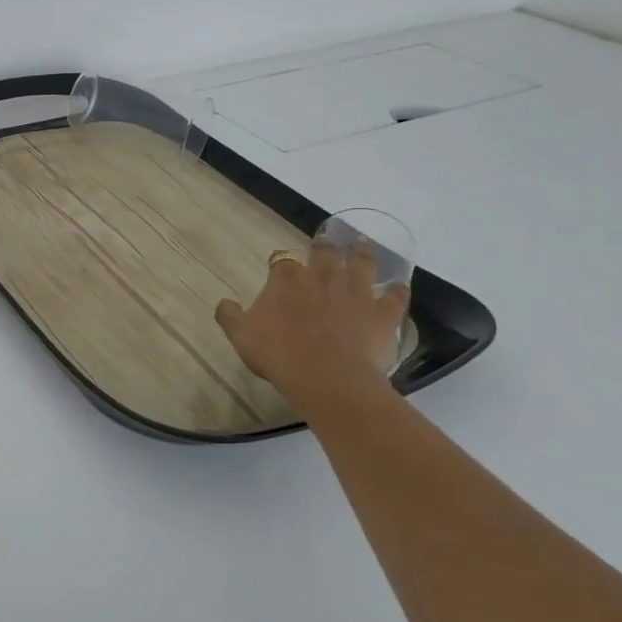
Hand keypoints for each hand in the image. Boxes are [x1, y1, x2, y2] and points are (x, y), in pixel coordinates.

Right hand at [214, 242, 407, 417]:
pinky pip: (395, 296)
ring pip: (362, 263)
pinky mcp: (381, 313)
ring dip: (362, 254)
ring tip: (362, 246)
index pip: (281, 260)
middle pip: (325, 252)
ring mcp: (355, 292)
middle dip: (324, 247)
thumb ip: (230, 315)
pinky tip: (397, 289)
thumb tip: (223, 302)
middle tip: (325, 244)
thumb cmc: (277, 354)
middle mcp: (322, 277)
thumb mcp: (240, 336)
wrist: (325, 376)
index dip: (280, 262)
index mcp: (285, 281)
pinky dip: (397, 291)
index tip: (279, 266)